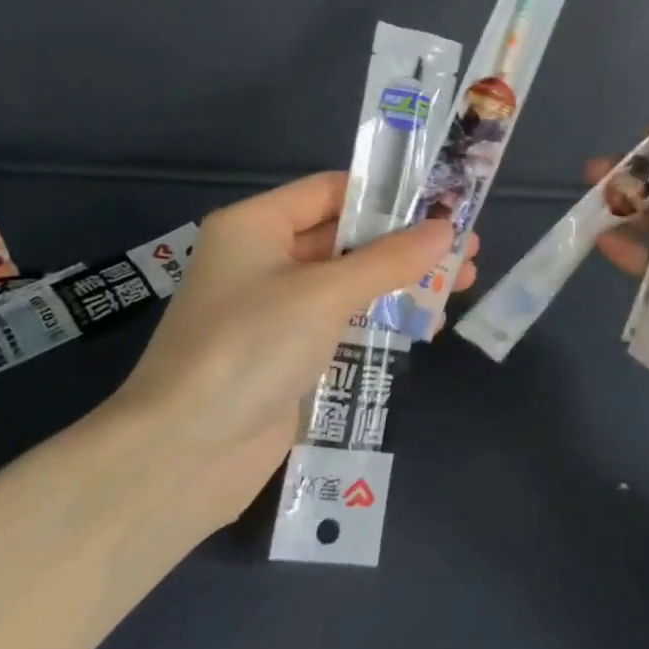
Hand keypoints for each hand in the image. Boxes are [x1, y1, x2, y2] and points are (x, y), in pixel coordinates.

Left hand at [109, 173, 478, 527]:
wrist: (182, 457)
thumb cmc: (249, 348)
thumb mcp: (324, 294)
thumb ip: (389, 260)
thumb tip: (446, 229)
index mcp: (257, 225)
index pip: (331, 190)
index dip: (387, 193)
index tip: (442, 199)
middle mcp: (264, 258)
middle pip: (347, 237)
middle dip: (406, 243)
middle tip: (466, 245)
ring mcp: (277, 309)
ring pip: (351, 281)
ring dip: (403, 282)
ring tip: (463, 282)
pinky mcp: (290, 353)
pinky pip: (345, 321)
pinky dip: (383, 319)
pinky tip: (429, 324)